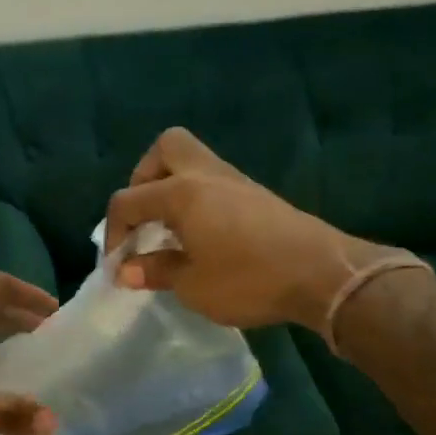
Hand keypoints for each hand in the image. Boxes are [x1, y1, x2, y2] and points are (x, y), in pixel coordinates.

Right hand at [104, 128, 391, 330]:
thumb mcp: (192, 285)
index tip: (117, 266)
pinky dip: (195, 200)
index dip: (113, 232)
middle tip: (145, 219)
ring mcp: (234, 182)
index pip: (128, 200)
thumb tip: (127, 269)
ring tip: (170, 233)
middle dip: (144, 179)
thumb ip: (156, 270)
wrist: (322, 275)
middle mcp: (205, 176)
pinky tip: (199, 237)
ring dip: (171, 189)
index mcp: (182, 193)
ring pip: (192, 162)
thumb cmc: (249, 280)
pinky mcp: (255, 196)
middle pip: (165, 149)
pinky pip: (212, 182)